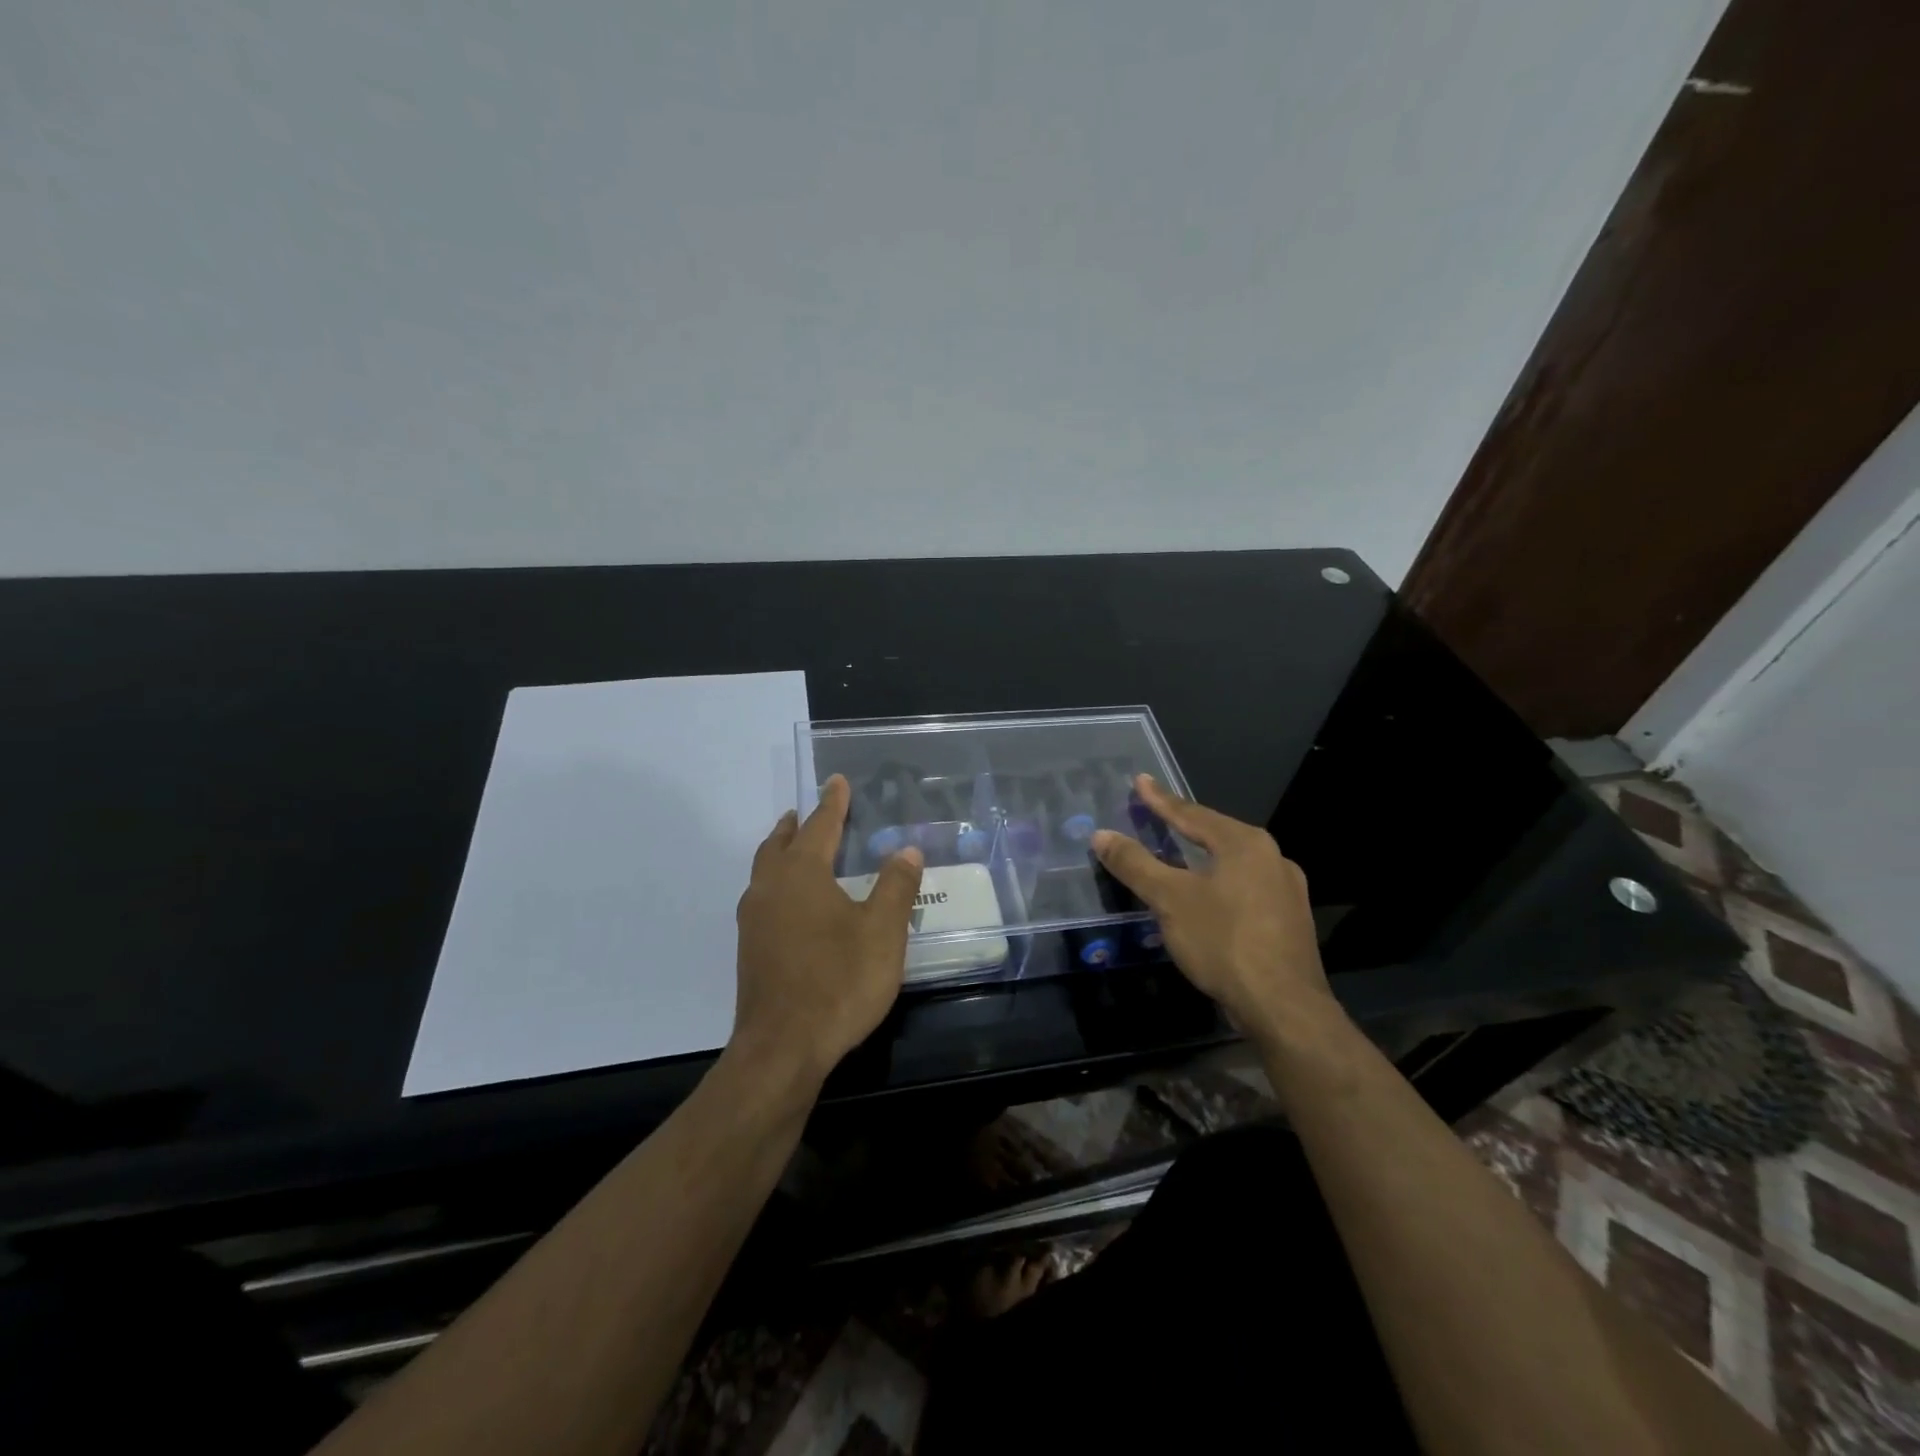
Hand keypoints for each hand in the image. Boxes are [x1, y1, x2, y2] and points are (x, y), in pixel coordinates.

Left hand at [732, 775, 923, 1081]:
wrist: (783, 1048)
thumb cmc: (839, 981)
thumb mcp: (882, 931)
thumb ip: (896, 886)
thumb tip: (906, 849)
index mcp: (800, 874)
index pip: (819, 826)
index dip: (832, 803)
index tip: (837, 781)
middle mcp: (770, 889)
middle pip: (780, 844)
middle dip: (797, 825)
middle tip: (810, 812)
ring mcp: (754, 921)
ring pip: (766, 871)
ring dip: (782, 852)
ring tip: (800, 849)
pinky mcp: (751, 950)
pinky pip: (765, 898)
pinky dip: (779, 883)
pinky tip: (796, 904)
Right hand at [1091, 775, 1331, 1036]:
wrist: (1284, 1007)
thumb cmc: (1223, 942)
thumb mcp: (1169, 900)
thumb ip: (1135, 864)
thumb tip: (1101, 834)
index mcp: (1245, 843)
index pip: (1192, 813)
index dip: (1161, 800)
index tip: (1140, 781)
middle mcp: (1272, 857)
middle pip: (1217, 834)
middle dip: (1186, 825)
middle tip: (1159, 815)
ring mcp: (1288, 890)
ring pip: (1235, 863)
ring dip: (1205, 856)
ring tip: (1182, 854)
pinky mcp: (1291, 921)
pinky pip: (1247, 888)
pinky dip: (1222, 884)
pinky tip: (1211, 898)